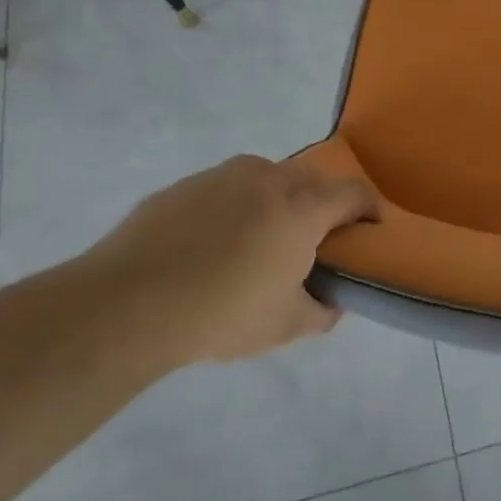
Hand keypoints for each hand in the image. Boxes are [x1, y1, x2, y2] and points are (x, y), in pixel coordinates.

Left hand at [84, 155, 377, 366]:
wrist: (126, 304)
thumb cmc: (221, 313)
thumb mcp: (284, 325)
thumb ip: (321, 311)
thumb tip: (331, 303)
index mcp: (303, 206)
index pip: (355, 193)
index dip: (371, 210)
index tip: (373, 229)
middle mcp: (270, 177)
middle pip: (313, 182)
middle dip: (322, 207)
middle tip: (314, 243)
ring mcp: (224, 175)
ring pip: (268, 180)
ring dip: (276, 204)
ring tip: (259, 244)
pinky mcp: (185, 184)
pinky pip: (226, 190)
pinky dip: (234, 208)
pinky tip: (212, 246)